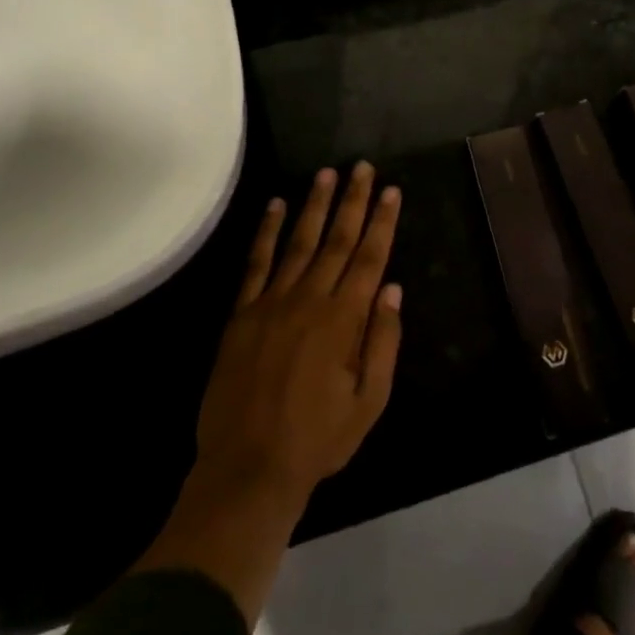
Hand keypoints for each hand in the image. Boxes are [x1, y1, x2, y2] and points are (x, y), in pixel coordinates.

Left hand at [191, 161, 403, 501]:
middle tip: (362, 167)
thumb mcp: (370, 400)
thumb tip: (392, 289)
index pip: (370, 258)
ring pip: (299, 242)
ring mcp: (271, 303)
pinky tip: (275, 206)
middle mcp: (309, 300)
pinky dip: (267, 232)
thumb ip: (383, 341)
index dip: (382, 221)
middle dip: (353, 201)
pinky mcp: (242, 314)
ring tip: (327, 173)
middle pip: (337, 240)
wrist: (248, 468)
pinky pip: (256, 264)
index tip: (391, 190)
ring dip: (314, 205)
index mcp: (344, 320)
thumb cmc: (318, 439)